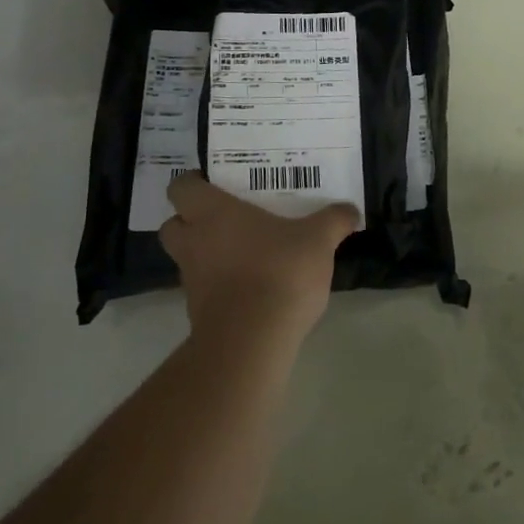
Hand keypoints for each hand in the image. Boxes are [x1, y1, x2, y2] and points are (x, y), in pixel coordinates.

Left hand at [160, 174, 357, 342]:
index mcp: (212, 213)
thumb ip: (334, 220)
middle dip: (191, 220)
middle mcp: (194, 242)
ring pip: (188, 258)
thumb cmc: (279, 271)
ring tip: (245, 252)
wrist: (252, 340)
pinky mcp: (198, 313)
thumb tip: (351, 210)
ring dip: (207, 254)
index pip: (181, 187)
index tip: (216, 183)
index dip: (194, 183)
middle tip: (225, 217)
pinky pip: (204, 289)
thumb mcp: (318, 239)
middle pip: (173, 224)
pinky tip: (252, 285)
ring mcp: (192, 280)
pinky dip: (220, 285)